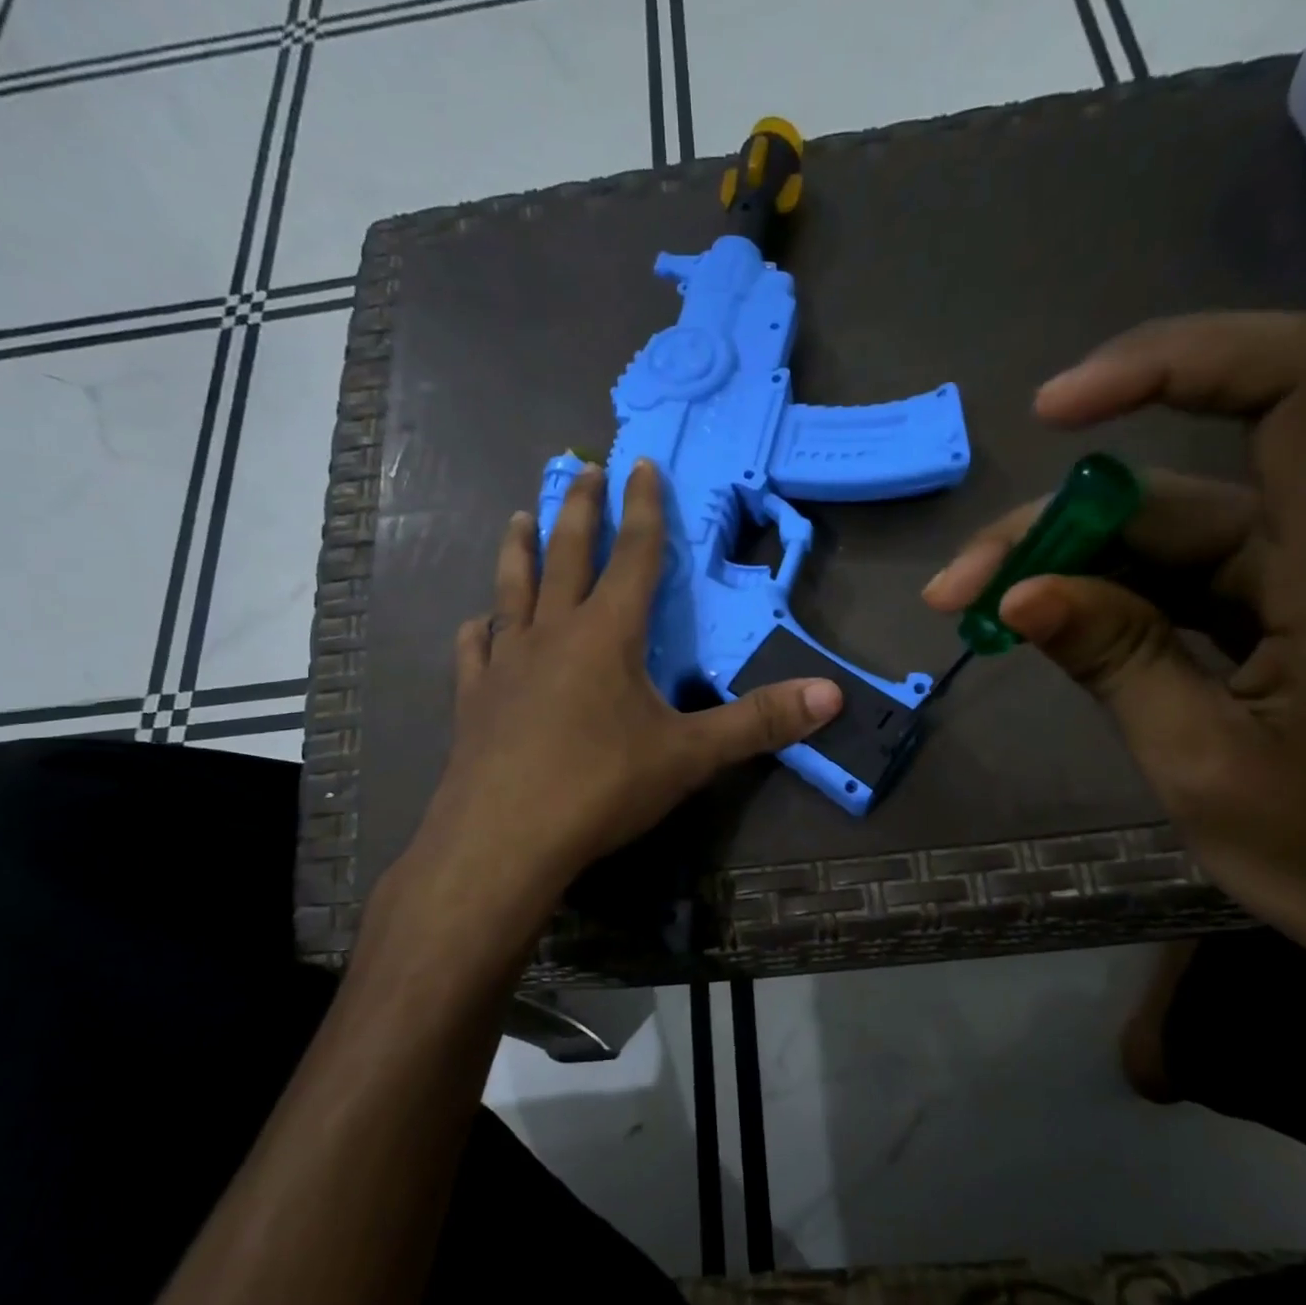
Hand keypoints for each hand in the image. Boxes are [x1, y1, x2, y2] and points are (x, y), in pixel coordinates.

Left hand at [405, 459, 842, 917]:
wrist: (504, 840)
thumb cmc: (600, 788)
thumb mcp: (690, 756)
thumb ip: (759, 723)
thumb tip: (832, 696)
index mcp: (607, 635)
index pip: (633, 556)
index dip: (643, 509)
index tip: (640, 464)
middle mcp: (553, 634)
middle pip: (567, 556)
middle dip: (579, 509)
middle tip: (582, 468)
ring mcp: (506, 663)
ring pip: (513, 589)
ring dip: (520, 550)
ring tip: (521, 516)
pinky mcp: (474, 698)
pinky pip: (475, 649)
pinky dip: (479, 629)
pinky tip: (477, 624)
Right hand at [926, 313, 1305, 998]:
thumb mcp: (1201, 762)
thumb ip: (1114, 661)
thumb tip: (1018, 594)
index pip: (1294, 386)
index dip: (1176, 362)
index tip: (1056, 412)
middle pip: (1172, 489)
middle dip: (1050, 526)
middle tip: (956, 588)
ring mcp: (1289, 586)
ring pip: (1154, 540)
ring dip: (1057, 567)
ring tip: (972, 610)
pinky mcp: (1266, 621)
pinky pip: (1165, 585)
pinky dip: (1094, 601)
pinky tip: (1033, 626)